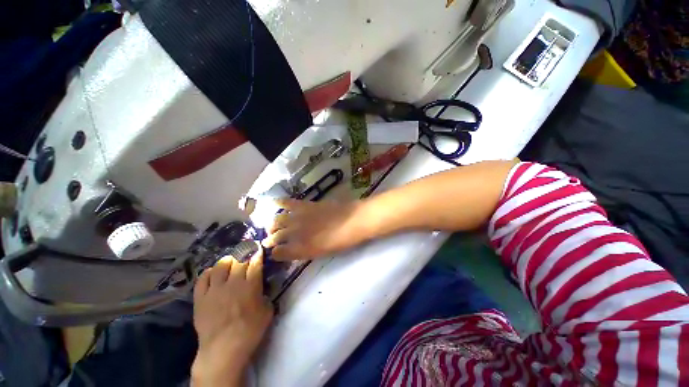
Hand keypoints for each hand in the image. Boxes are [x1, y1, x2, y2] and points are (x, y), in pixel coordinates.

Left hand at [191, 244, 272, 386]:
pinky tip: (213, 274)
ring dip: (227, 261)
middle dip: (244, 254)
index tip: (258, 249)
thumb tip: (263, 290)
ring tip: (230, 262)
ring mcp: (215, 289)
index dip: (257, 254)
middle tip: (246, 254)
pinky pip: (203, 278)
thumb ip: (266, 296)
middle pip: (239, 260)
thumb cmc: (249, 332)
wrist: (222, 350)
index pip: (255, 262)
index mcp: (251, 285)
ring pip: (221, 265)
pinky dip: (209, 273)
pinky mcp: (200, 298)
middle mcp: (233, 283)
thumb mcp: (267, 313)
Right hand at [262, 198, 370, 259]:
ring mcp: (300, 218)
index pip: (280, 253)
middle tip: (269, 239)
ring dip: (272, 225)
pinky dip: (279, 203)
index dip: (275, 253)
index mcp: (302, 249)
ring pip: (277, 221)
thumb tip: (294, 250)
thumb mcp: (324, 251)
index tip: (275, 252)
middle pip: (276, 237)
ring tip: (271, 226)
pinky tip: (274, 203)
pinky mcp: (306, 205)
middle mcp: (297, 234)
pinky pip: (288, 203)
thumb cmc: (343, 240)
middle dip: (270, 239)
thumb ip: (307, 251)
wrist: (354, 220)